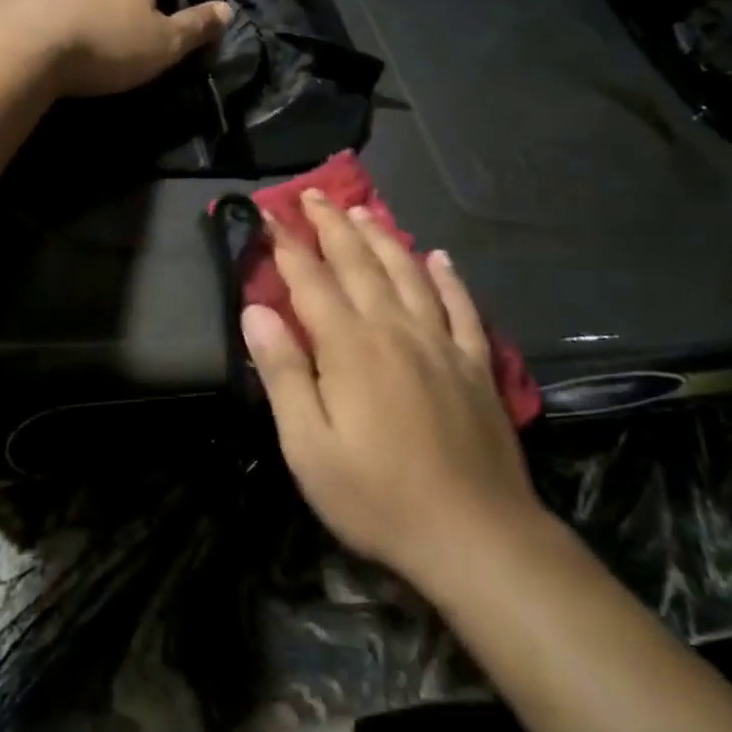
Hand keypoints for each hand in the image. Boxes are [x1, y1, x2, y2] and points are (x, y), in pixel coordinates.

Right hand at [240, 191, 542, 591]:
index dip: (286, 245)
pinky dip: (448, 278)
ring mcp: (441, 344)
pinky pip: (462, 308)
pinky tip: (439, 258)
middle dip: (332, 226)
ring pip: (408, 274)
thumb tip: (255, 311)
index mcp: (350, 346)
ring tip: (363, 211)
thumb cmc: (376, 495)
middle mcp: (395, 329)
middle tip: (313, 195)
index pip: (310, 280)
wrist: (475, 536)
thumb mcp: (307, 445)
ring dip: (382, 239)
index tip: (267, 215)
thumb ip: (283, 372)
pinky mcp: (476, 366)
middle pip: (359, 264)